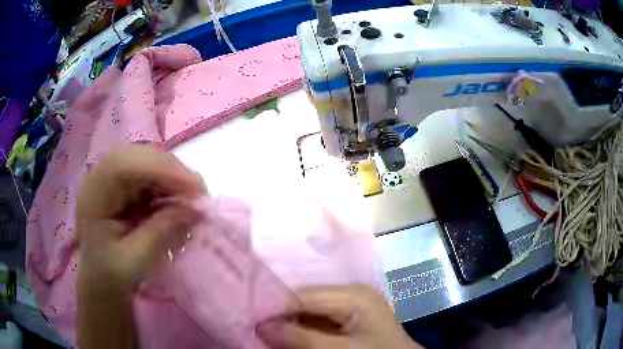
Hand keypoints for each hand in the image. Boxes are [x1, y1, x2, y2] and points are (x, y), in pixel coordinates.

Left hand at [76, 145, 204, 293]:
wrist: (98, 283)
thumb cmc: (110, 276)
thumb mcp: (135, 260)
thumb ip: (162, 231)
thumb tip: (196, 208)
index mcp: (93, 194)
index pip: (124, 164)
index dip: (161, 169)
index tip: (195, 190)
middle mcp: (99, 176)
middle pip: (138, 157)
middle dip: (171, 172)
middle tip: (199, 195)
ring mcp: (111, 178)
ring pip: (146, 163)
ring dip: (172, 180)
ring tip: (193, 201)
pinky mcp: (122, 186)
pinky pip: (148, 176)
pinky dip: (167, 188)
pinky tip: (178, 203)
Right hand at [256, 284, 422, 348]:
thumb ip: (302, 338)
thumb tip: (261, 326)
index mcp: (352, 294)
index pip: (302, 296)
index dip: (275, 309)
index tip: (252, 321)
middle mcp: (350, 291)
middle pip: (304, 300)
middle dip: (281, 315)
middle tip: (257, 328)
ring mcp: (350, 302)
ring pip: (308, 308)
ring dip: (290, 322)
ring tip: (268, 332)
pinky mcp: (348, 314)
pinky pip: (317, 316)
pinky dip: (302, 326)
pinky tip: (290, 334)